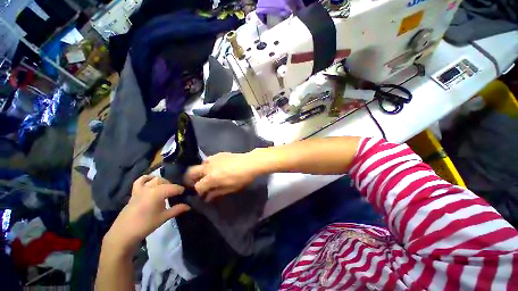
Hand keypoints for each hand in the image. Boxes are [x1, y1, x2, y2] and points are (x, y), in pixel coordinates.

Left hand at [104, 176, 189, 252]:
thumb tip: (189, 206)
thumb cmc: (146, 225)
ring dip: (162, 182)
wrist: (124, 233)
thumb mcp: (164, 217)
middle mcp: (150, 188)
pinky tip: (151, 180)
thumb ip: (177, 209)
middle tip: (176, 194)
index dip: (181, 190)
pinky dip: (147, 178)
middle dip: (172, 186)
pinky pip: (140, 181)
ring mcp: (141, 189)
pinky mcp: (134, 192)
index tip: (185, 193)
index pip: (173, 187)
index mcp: (158, 193)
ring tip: (166, 188)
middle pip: (165, 182)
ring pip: (154, 179)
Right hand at [185, 152, 259, 201]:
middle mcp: (208, 167)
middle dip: (190, 180)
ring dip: (200, 172)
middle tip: (197, 184)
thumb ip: (217, 193)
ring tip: (207, 176)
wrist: (250, 162)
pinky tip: (216, 168)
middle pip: (191, 172)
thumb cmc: (242, 178)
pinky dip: (208, 166)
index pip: (197, 186)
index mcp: (211, 178)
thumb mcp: (230, 188)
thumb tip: (207, 197)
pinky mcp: (218, 154)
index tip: (204, 194)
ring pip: (199, 165)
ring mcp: (212, 159)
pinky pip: (208, 160)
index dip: (199, 192)